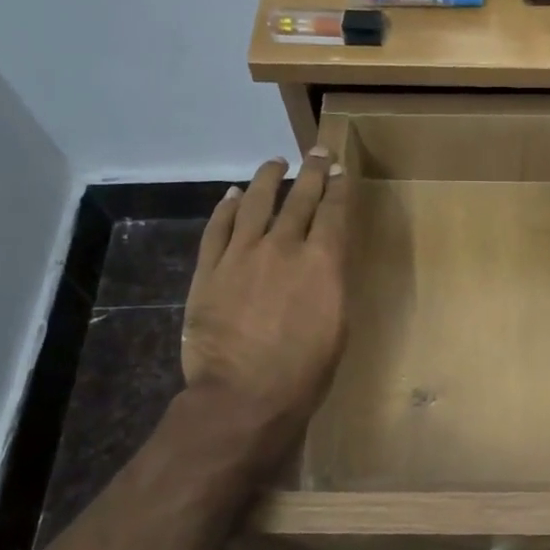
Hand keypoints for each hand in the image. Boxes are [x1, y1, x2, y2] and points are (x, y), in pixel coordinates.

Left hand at [181, 149, 349, 447]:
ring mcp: (242, 255)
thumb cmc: (305, 372)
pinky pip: (218, 228)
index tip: (340, 170)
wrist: (243, 395)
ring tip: (276, 163)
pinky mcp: (210, 269)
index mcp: (323, 262)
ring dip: (268, 179)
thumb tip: (325, 263)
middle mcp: (284, 247)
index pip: (334, 212)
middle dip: (311, 172)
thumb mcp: (338, 326)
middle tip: (316, 153)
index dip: (338, 188)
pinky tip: (233, 194)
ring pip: (256, 203)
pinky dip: (226, 207)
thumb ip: (331, 285)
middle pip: (299, 199)